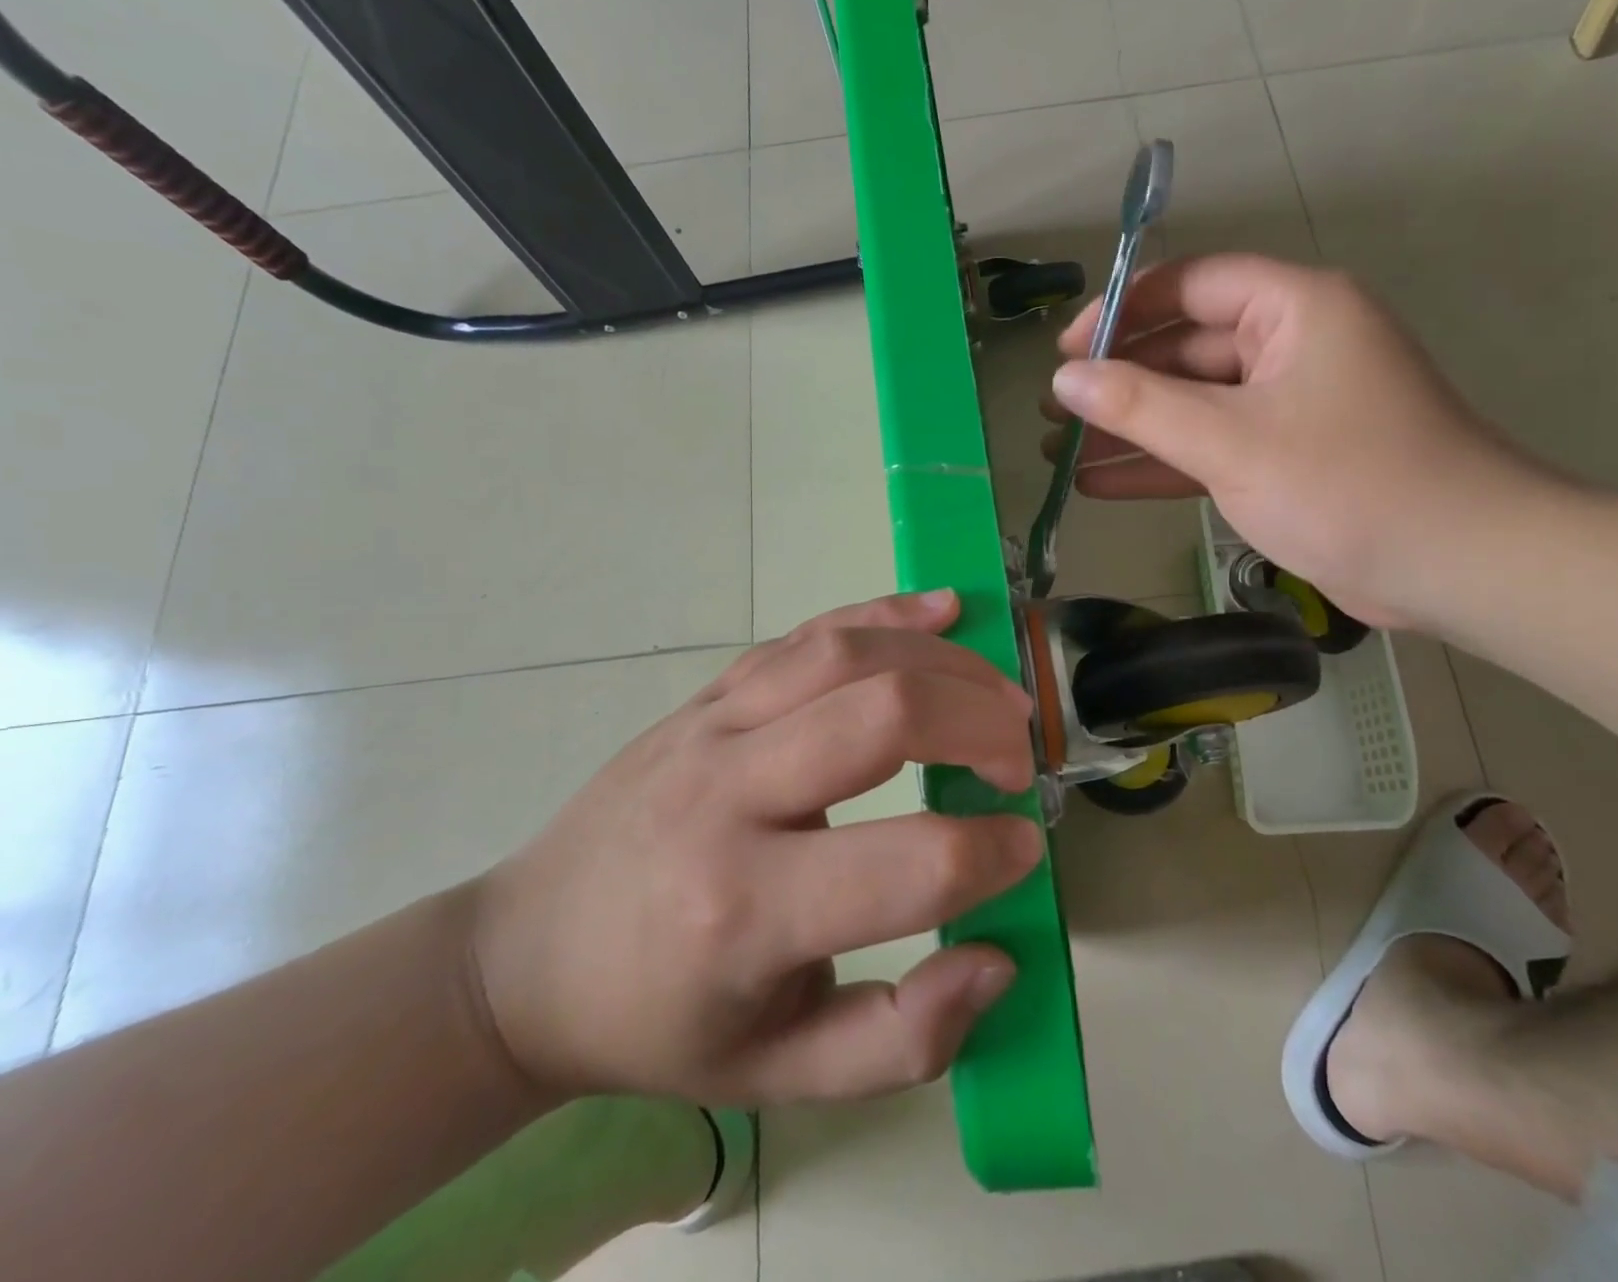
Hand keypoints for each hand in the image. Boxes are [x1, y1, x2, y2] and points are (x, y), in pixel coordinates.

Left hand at [471, 591, 1040, 1106]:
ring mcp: (713, 726)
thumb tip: (996, 957)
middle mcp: (729, 796)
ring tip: (998, 692)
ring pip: (849, 655)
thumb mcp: (779, 1078)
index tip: (1022, 850)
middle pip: (886, 716)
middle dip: (981, 725)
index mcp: (746, 910)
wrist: (528, 955)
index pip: (912, 863)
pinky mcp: (710, 695)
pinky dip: (885, 612)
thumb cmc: (660, 1021)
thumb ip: (902, 1039)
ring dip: (945, 661)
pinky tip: (942, 607)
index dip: (992, 853)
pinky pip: (806, 634)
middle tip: (1018, 756)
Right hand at [1045, 255, 1556, 628]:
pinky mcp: (1286, 458)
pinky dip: (1163, 463)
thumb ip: (1141, 406)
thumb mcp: (1230, 440)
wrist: (1454, 565)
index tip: (1066, 350)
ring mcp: (1289, 406)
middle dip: (1118, 381)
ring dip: (1132, 428)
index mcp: (1293, 310)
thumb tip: (1065, 379)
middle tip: (1055, 411)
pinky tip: (1102, 483)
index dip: (1122, 310)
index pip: (1191, 284)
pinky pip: (1212, 447)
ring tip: (1062, 450)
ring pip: (1194, 404)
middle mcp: (1291, 346)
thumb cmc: (1344, 483)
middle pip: (1186, 348)